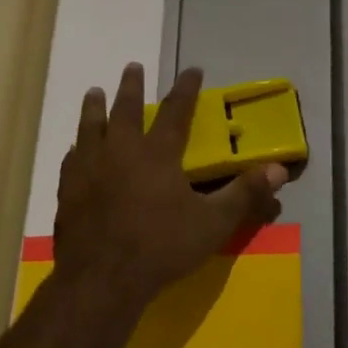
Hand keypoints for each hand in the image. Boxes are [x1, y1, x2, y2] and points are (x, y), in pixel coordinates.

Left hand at [53, 63, 286, 311]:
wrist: (101, 280)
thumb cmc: (161, 248)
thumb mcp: (213, 223)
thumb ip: (244, 194)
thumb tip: (279, 169)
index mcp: (157, 153)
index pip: (176, 110)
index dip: (186, 88)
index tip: (192, 69)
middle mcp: (121, 151)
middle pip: (125, 109)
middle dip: (131, 86)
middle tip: (132, 66)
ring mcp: (89, 169)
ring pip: (90, 127)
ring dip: (94, 107)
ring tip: (94, 92)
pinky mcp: (67, 191)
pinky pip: (71, 159)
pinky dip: (75, 148)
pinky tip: (74, 148)